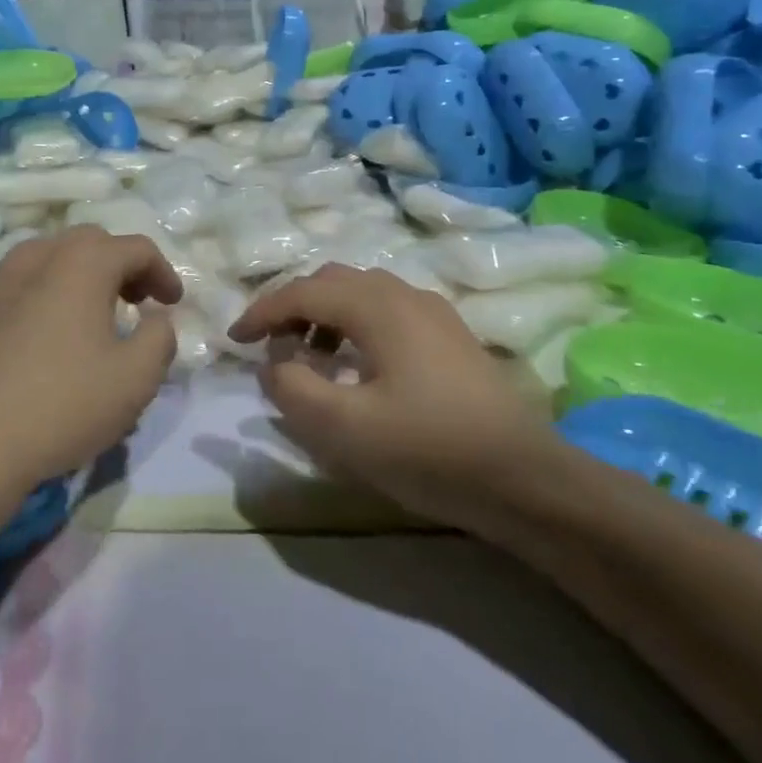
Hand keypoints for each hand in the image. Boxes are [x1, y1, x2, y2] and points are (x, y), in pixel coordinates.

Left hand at [0, 227, 182, 514]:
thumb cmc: (62, 405)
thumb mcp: (135, 378)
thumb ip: (160, 337)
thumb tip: (156, 318)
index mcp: (80, 262)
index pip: (135, 248)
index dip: (163, 272)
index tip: (172, 304)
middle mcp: (34, 256)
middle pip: (88, 242)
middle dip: (119, 266)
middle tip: (135, 302)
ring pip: (46, 259)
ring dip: (77, 276)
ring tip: (88, 316)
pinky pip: (15, 286)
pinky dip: (40, 296)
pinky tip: (41, 337)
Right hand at [229, 264, 552, 528]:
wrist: (526, 480)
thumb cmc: (428, 449)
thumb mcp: (342, 427)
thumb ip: (291, 386)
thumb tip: (275, 362)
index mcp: (376, 306)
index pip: (303, 291)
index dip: (262, 312)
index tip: (235, 339)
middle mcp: (404, 295)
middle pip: (333, 282)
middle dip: (293, 307)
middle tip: (271, 345)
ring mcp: (434, 313)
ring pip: (362, 294)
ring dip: (325, 315)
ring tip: (310, 356)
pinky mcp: (451, 337)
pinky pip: (388, 312)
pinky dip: (356, 325)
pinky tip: (358, 365)